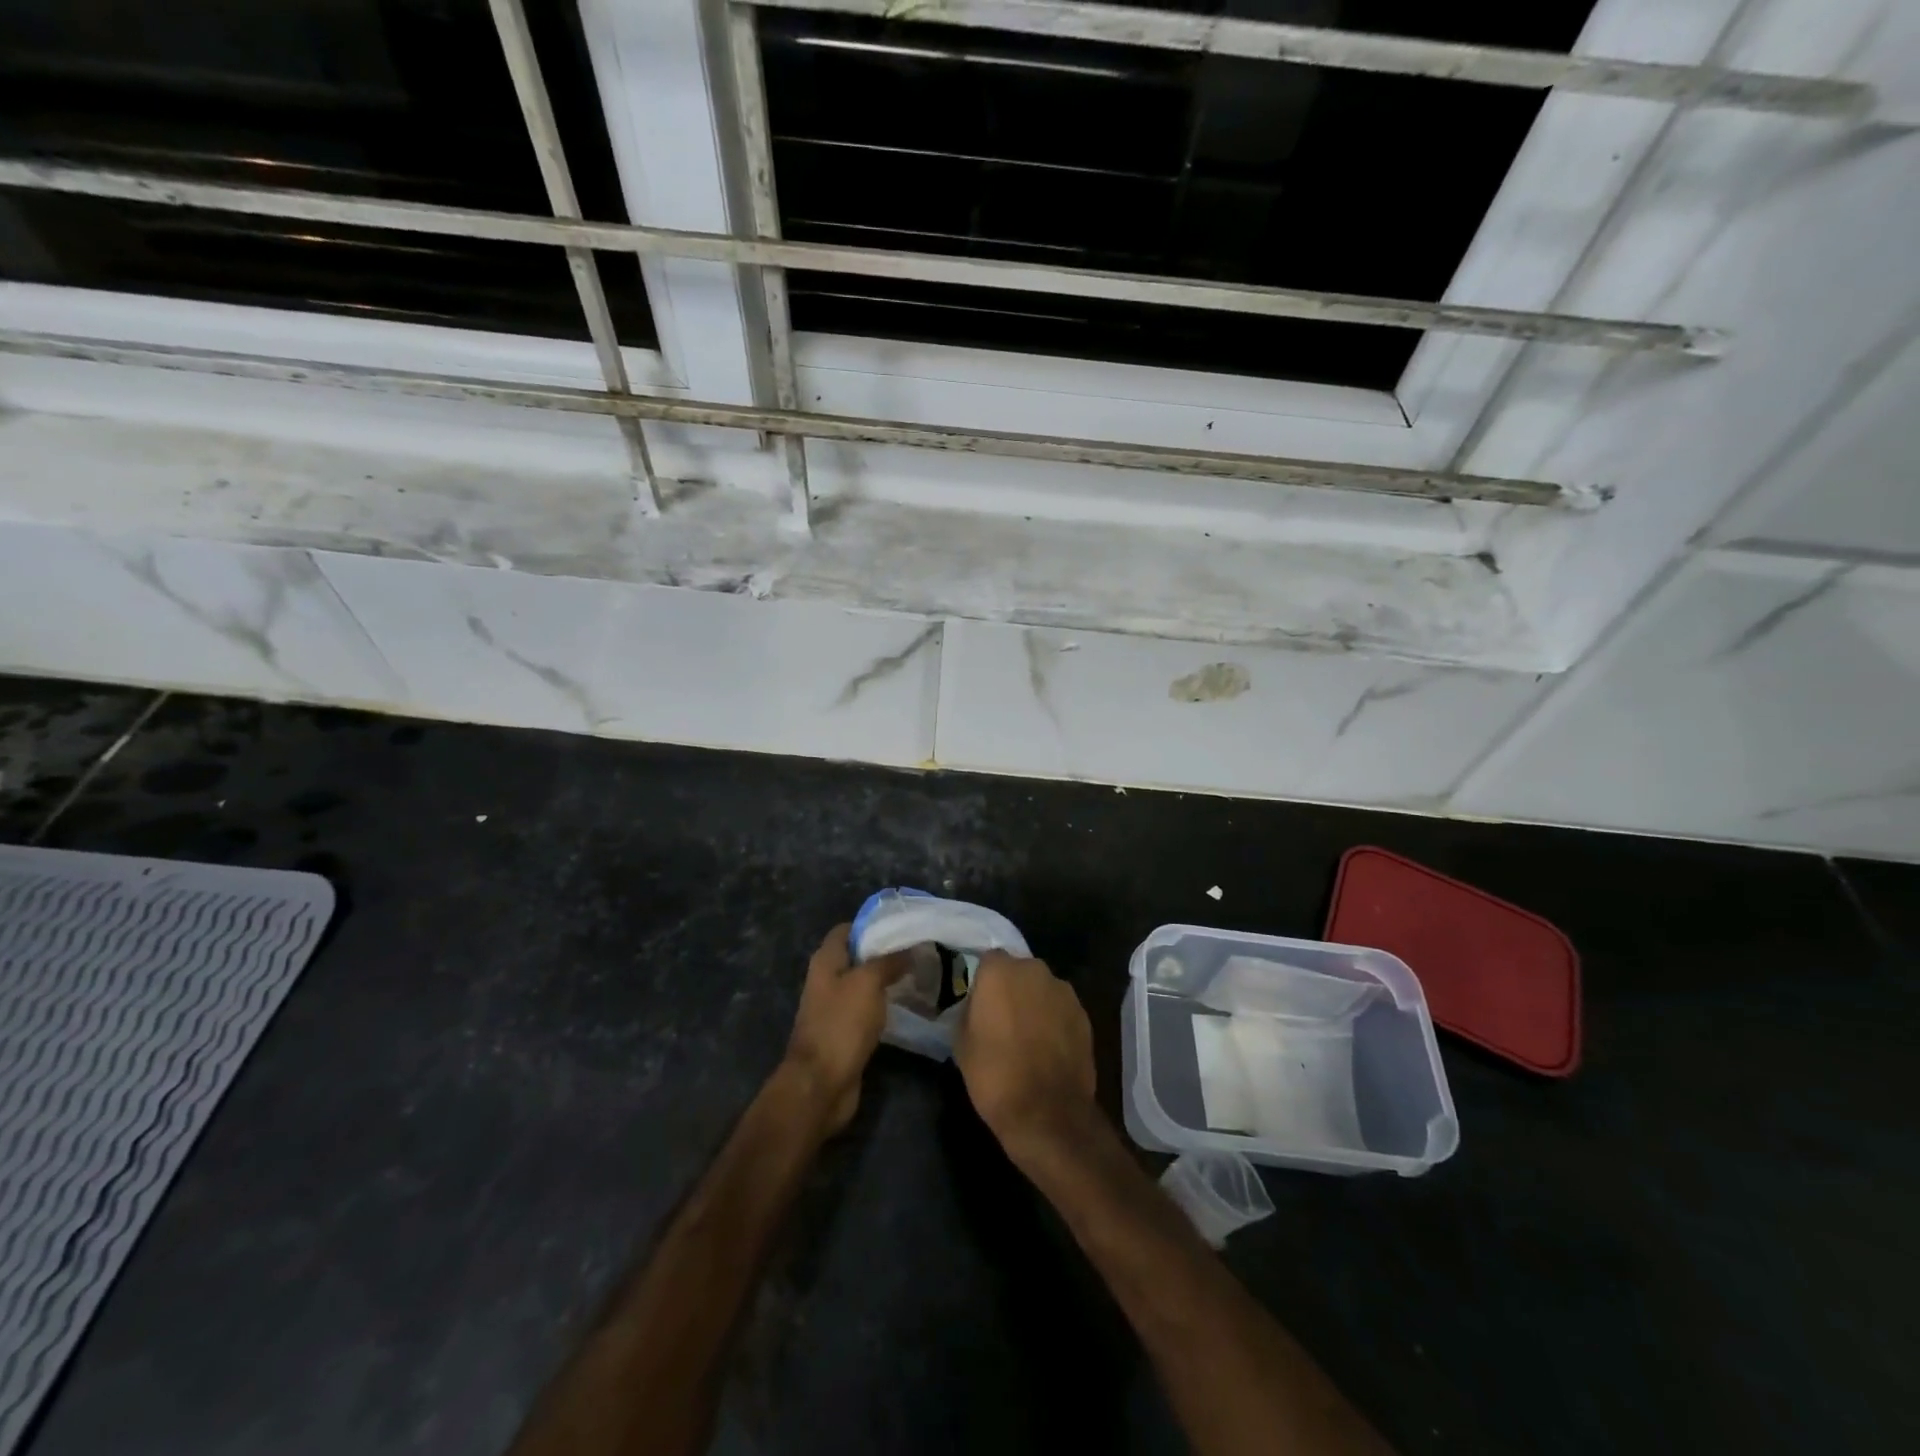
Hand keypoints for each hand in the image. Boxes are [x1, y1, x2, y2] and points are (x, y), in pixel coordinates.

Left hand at [783, 923, 906, 1132]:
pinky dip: (886, 1005)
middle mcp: (828, 979)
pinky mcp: (846, 1032)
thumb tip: (911, 947)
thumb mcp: (868, 983)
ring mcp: (835, 1007)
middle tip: (920, 950)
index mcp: (826, 960)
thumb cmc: (841, 1024)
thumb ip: (889, 961)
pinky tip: (909, 1004)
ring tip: (921, 974)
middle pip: (858, 956)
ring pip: (865, 984)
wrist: (821, 1084)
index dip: (873, 924)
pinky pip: (868, 1009)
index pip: (848, 929)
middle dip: (886, 952)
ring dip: (889, 980)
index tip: (904, 925)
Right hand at [954, 950, 1097, 1163]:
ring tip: (1028, 1035)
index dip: (984, 981)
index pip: (989, 960)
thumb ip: (969, 1010)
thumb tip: (978, 1005)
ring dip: (1035, 1003)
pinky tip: (1048, 1047)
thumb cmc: (994, 1075)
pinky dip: (1054, 1020)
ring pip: (1042, 988)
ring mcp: (1063, 991)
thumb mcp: (961, 1042)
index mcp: (1000, 971)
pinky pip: (1061, 1008)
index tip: (980, 1003)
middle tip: (1003, 1018)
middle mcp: (1034, 970)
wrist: (1047, 1112)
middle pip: (1019, 970)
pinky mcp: (1084, 1013)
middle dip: (1012, 988)